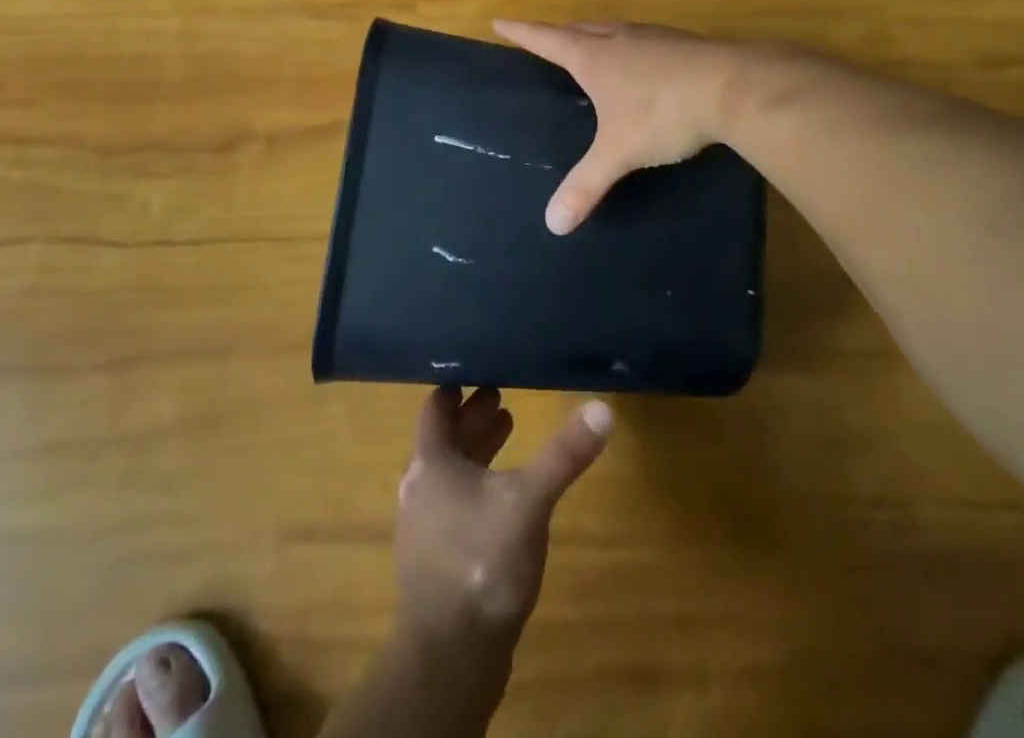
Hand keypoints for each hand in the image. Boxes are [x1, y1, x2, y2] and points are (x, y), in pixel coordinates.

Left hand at [394, 386, 612, 641]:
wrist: (450, 658)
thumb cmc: (482, 562)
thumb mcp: (529, 500)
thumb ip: (564, 455)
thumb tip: (602, 408)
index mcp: (431, 463)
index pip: (435, 407)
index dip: (455, 385)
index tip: (478, 366)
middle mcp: (420, 487)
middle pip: (446, 438)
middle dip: (474, 415)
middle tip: (502, 393)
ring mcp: (425, 526)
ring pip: (451, 471)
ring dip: (477, 449)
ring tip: (510, 426)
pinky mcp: (437, 558)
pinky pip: (455, 502)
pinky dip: (477, 482)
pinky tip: (504, 493)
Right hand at [495, 19, 743, 233]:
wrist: (733, 88)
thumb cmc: (664, 114)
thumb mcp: (619, 152)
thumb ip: (586, 185)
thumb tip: (553, 225)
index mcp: (594, 58)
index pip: (546, 40)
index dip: (521, 32)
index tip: (500, 21)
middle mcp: (619, 40)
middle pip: (580, 29)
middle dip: (559, 32)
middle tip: (546, 37)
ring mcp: (653, 38)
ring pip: (614, 29)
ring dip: (596, 34)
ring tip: (591, 44)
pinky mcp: (683, 44)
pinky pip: (644, 39)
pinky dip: (631, 45)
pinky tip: (644, 60)